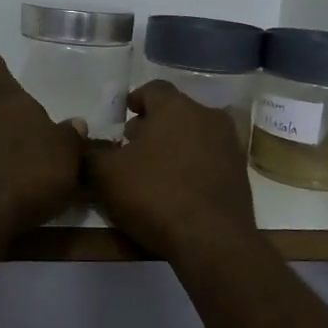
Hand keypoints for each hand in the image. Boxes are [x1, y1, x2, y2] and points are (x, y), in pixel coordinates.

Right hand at [85, 81, 258, 261]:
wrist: (212, 239)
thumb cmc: (155, 195)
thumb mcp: (107, 175)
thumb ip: (93, 152)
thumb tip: (88, 143)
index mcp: (176, 107)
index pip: (153, 88)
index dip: (135, 99)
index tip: (124, 115)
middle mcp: (207, 116)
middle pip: (176, 111)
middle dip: (154, 124)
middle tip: (133, 145)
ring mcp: (229, 144)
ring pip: (195, 134)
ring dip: (175, 144)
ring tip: (155, 168)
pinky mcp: (240, 172)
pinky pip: (210, 158)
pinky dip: (193, 164)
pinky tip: (178, 187)